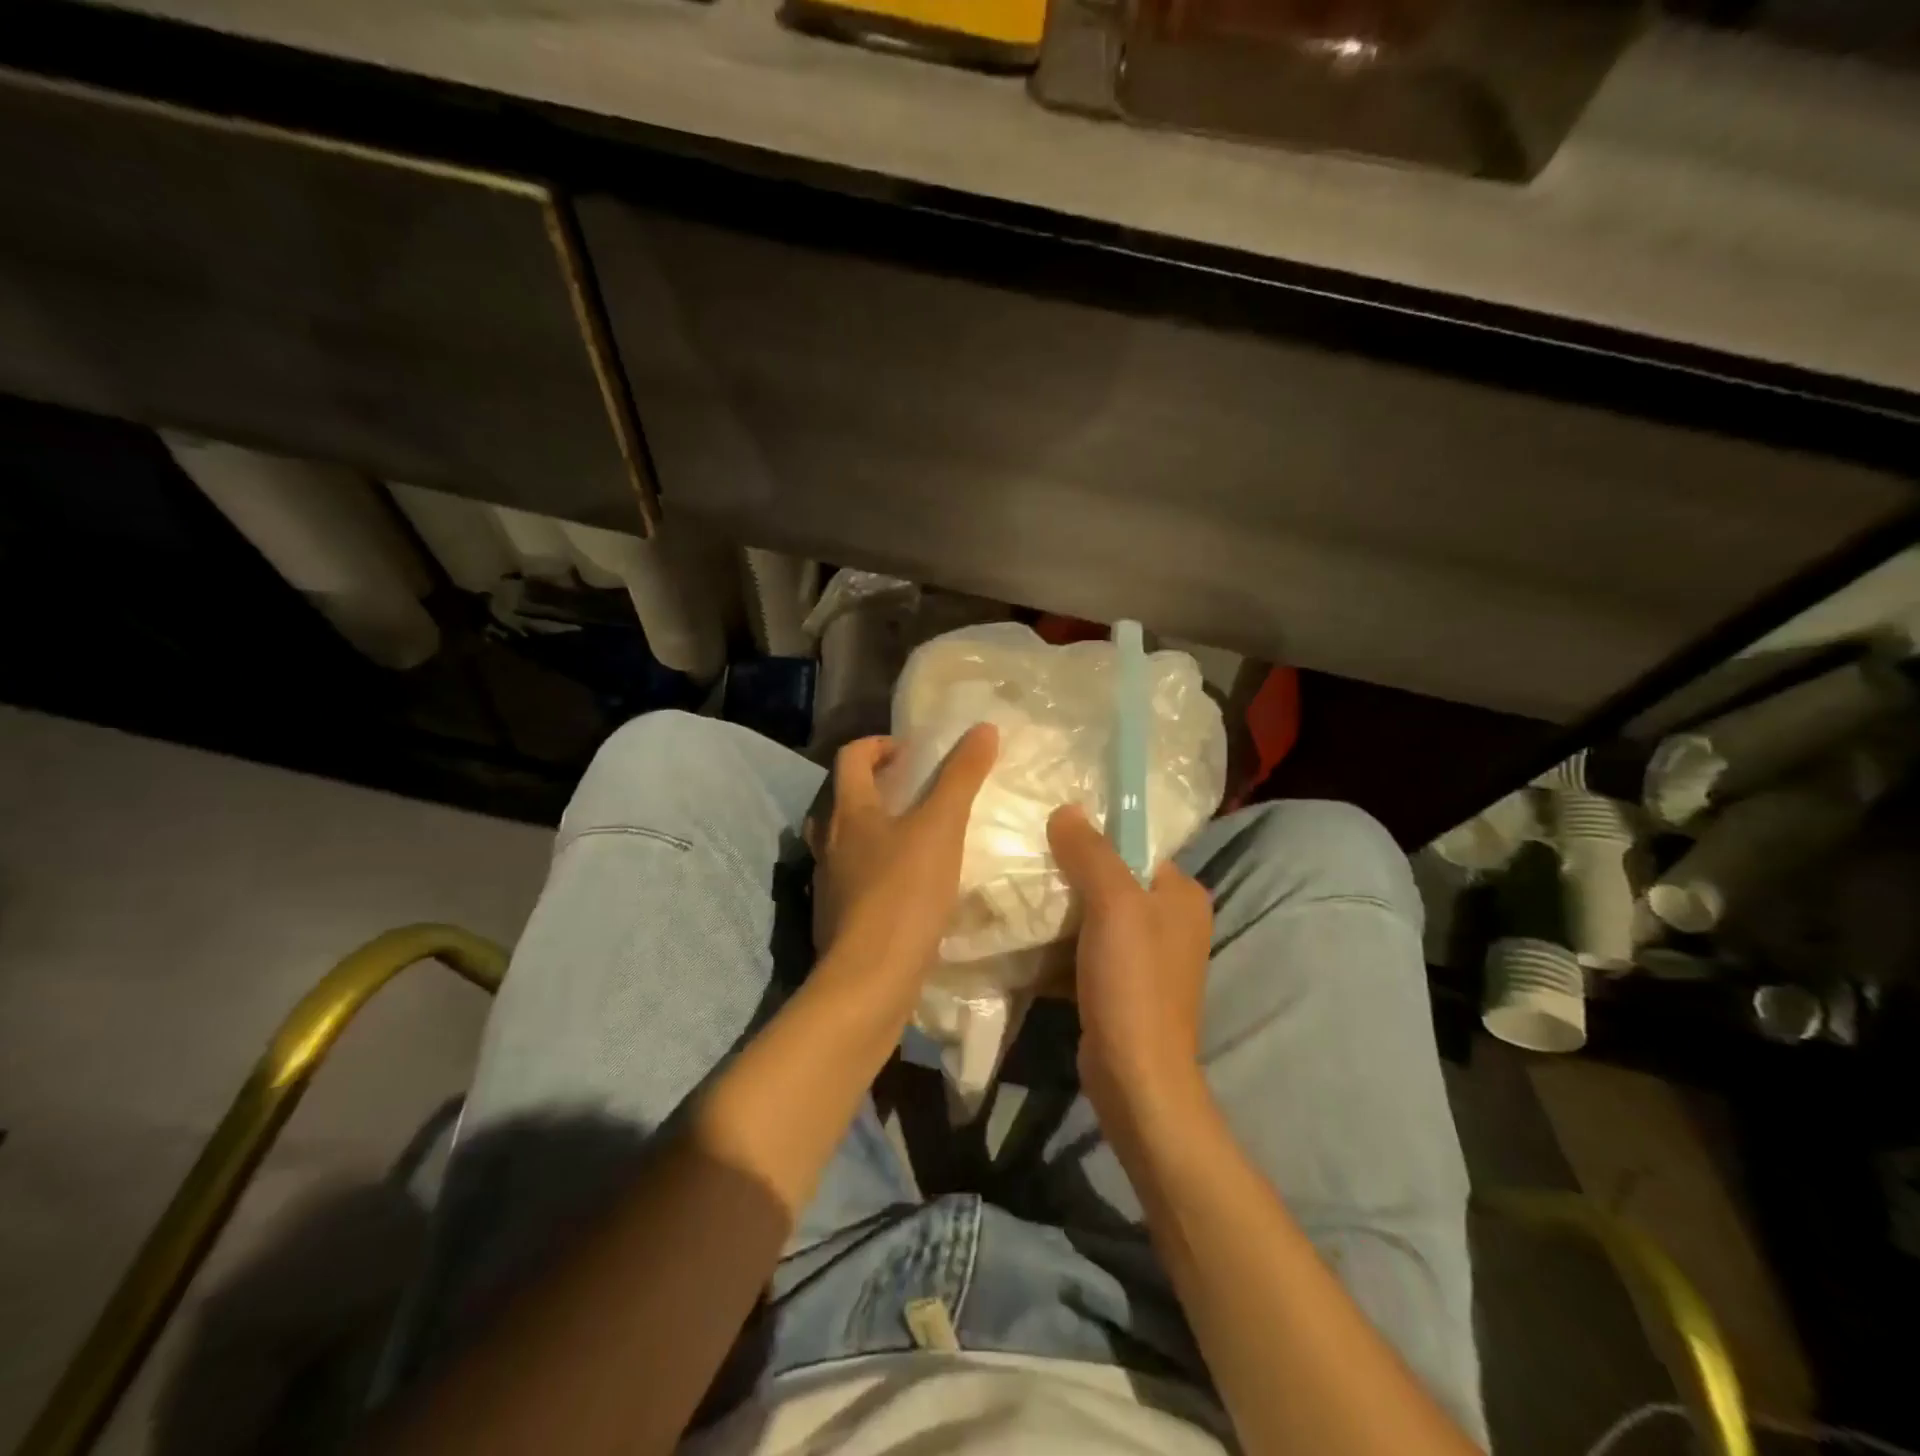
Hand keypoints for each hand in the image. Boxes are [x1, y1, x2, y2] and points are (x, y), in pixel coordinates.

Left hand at [808, 725, 998, 992]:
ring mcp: (829, 882)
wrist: (871, 979)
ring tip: (915, 836)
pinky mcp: (837, 917)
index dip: (879, 744)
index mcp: (848, 811)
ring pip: (846, 840)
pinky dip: (876, 867)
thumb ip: (961, 777)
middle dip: (877, 786)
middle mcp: (828, 841)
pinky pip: (854, 877)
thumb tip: (983, 728)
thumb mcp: (941, 827)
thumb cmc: (904, 892)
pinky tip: (908, 884)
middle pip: (844, 797)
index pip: (851, 756)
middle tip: (915, 790)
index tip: (912, 752)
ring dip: (875, 828)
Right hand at [1047, 805, 1212, 1117]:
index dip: (1096, 835)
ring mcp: (1148, 958)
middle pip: (1114, 879)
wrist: (1135, 1077)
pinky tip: (1028, 934)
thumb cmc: (1132, 982)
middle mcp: (1172, 922)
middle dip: (1073, 872)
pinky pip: (1088, 948)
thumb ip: (1091, 853)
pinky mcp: (1124, 986)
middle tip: (1029, 859)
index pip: (1137, 847)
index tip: (1050, 830)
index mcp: (1182, 896)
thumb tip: (1066, 809)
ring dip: (1063, 908)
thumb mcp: (1113, 905)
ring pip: (1097, 915)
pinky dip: (1062, 941)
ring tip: (1021, 890)